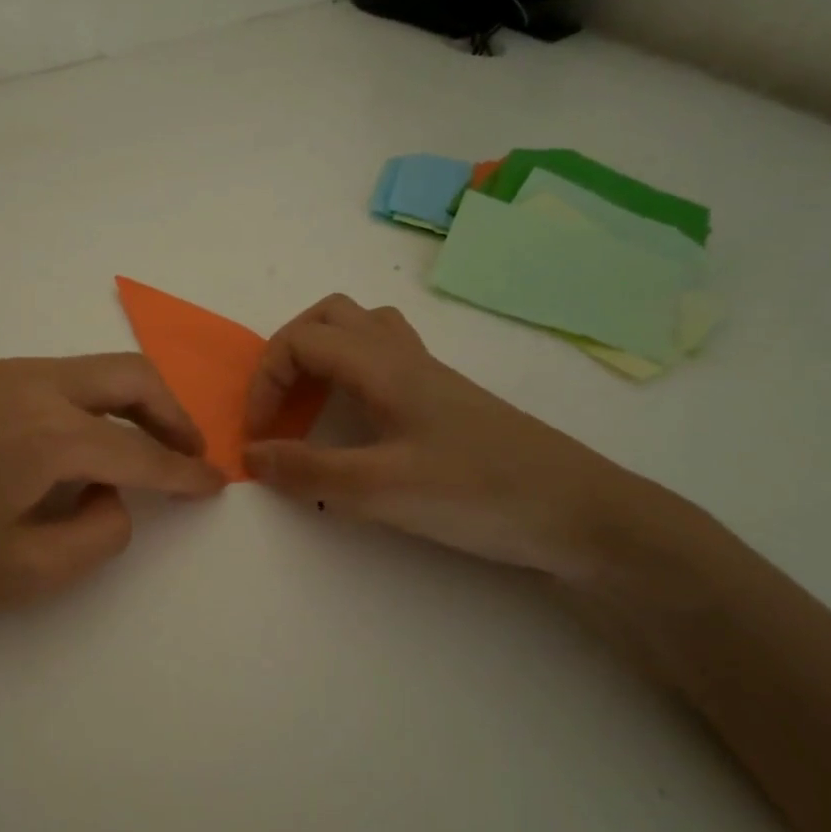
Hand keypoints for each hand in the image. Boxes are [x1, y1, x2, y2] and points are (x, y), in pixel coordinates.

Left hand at [0, 355, 223, 631]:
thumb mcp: (26, 574)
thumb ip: (97, 534)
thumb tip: (114, 496)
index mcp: (48, 435)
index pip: (141, 450)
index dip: (186, 471)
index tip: (215, 483)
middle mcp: (27, 384)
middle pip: (128, 377)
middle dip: (171, 413)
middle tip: (188, 451)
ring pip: (85, 370)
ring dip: (123, 404)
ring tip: (130, 450)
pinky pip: (42, 378)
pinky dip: (76, 403)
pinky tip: (60, 445)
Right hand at [243, 295, 646, 577]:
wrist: (580, 514)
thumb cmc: (477, 493)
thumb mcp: (379, 488)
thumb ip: (308, 470)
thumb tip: (250, 455)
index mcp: (384, 366)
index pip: (302, 340)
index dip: (266, 380)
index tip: (258, 434)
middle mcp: (405, 357)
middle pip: (331, 317)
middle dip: (288, 354)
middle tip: (279, 406)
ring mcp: (431, 377)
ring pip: (363, 332)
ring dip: (323, 356)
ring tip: (311, 405)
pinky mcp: (448, 402)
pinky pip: (387, 361)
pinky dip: (353, 375)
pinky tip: (358, 420)